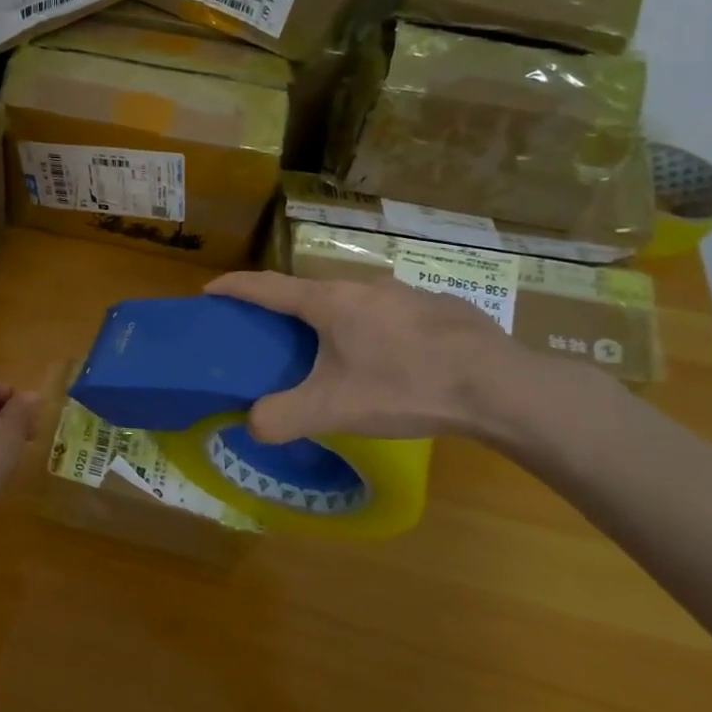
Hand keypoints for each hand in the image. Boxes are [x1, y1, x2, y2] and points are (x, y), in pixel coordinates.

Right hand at [205, 270, 541, 442]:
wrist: (503, 387)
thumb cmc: (406, 387)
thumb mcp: (334, 409)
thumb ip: (283, 418)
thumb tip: (252, 425)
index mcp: (328, 302)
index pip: (265, 286)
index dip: (233, 287)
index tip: (209, 290)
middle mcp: (362, 286)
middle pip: (307, 291)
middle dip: (282, 308)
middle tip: (269, 335)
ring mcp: (404, 292)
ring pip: (351, 301)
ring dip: (330, 319)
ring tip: (329, 352)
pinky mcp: (437, 308)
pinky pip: (387, 313)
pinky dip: (370, 328)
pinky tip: (388, 360)